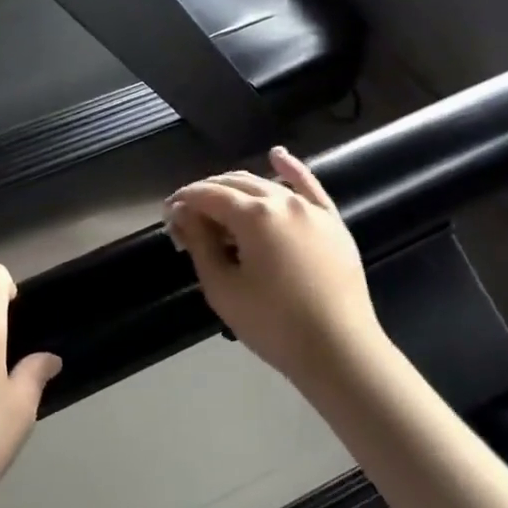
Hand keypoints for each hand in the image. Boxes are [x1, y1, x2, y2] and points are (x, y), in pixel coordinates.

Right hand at [165, 147, 384, 383]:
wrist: (340, 351)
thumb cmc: (273, 324)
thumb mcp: (223, 288)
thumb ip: (200, 244)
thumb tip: (183, 214)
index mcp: (254, 215)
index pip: (207, 195)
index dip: (182, 200)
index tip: (167, 215)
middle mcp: (283, 201)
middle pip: (234, 184)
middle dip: (206, 194)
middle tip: (188, 218)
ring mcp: (311, 209)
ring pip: (266, 183)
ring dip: (237, 188)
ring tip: (218, 205)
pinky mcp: (332, 221)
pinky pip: (309, 186)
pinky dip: (290, 169)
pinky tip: (277, 156)